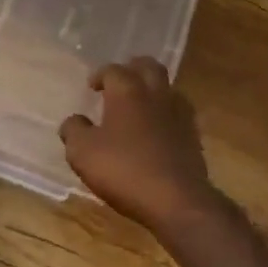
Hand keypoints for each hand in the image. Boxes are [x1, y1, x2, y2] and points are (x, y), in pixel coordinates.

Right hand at [60, 59, 219, 234]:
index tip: (92, 86)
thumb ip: (74, 131)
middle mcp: (156, 94)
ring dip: (153, 89)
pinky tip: (157, 129)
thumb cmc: (124, 170)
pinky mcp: (193, 136)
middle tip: (121, 80)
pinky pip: (179, 113)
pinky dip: (166, 113)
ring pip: (168, 87)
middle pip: (149, 67)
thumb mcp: (83, 153)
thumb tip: (74, 121)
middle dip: (133, 68)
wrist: (176, 199)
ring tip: (140, 104)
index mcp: (127, 92)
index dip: (100, 75)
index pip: (114, 70)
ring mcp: (179, 114)